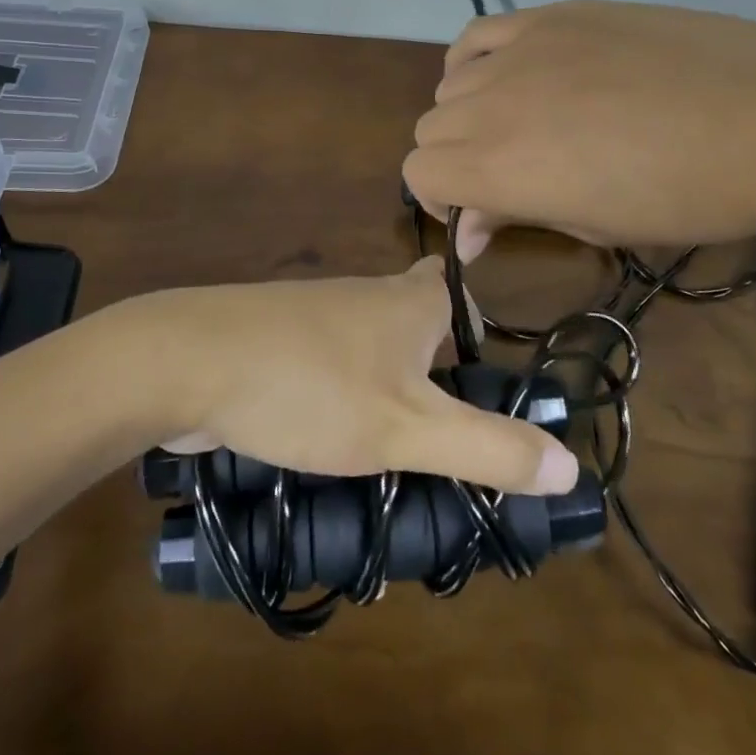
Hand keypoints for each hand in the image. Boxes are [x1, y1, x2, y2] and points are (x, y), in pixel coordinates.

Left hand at [142, 258, 577, 495]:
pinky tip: (333, 443)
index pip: (456, 290)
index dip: (477, 323)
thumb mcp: (407, 428)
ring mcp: (315, 317)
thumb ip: (488, 447)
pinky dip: (342, 398)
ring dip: (389, 390)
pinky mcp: (276, 342)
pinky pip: (328, 367)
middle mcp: (365, 298)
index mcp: (406, 302)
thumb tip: (571, 465)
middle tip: (454, 435)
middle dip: (437, 369)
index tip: (490, 376)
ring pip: (370, 349)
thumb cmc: (309, 386)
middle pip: (416, 323)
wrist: (185, 361)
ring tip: (400, 453)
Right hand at [403, 0, 755, 257]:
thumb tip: (469, 230)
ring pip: (450, 84)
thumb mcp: (597, 225)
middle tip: (508, 175)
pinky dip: (475, 60)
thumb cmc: (691, 193)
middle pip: (430, 128)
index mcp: (500, 167)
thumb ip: (517, 216)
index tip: (482, 215)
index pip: (419, 173)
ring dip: (468, 113)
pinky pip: (477, 34)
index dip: (441, 199)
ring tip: (518, 124)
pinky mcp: (550, 16)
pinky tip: (509, 75)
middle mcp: (491, 104)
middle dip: (455, 160)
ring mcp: (519, 51)